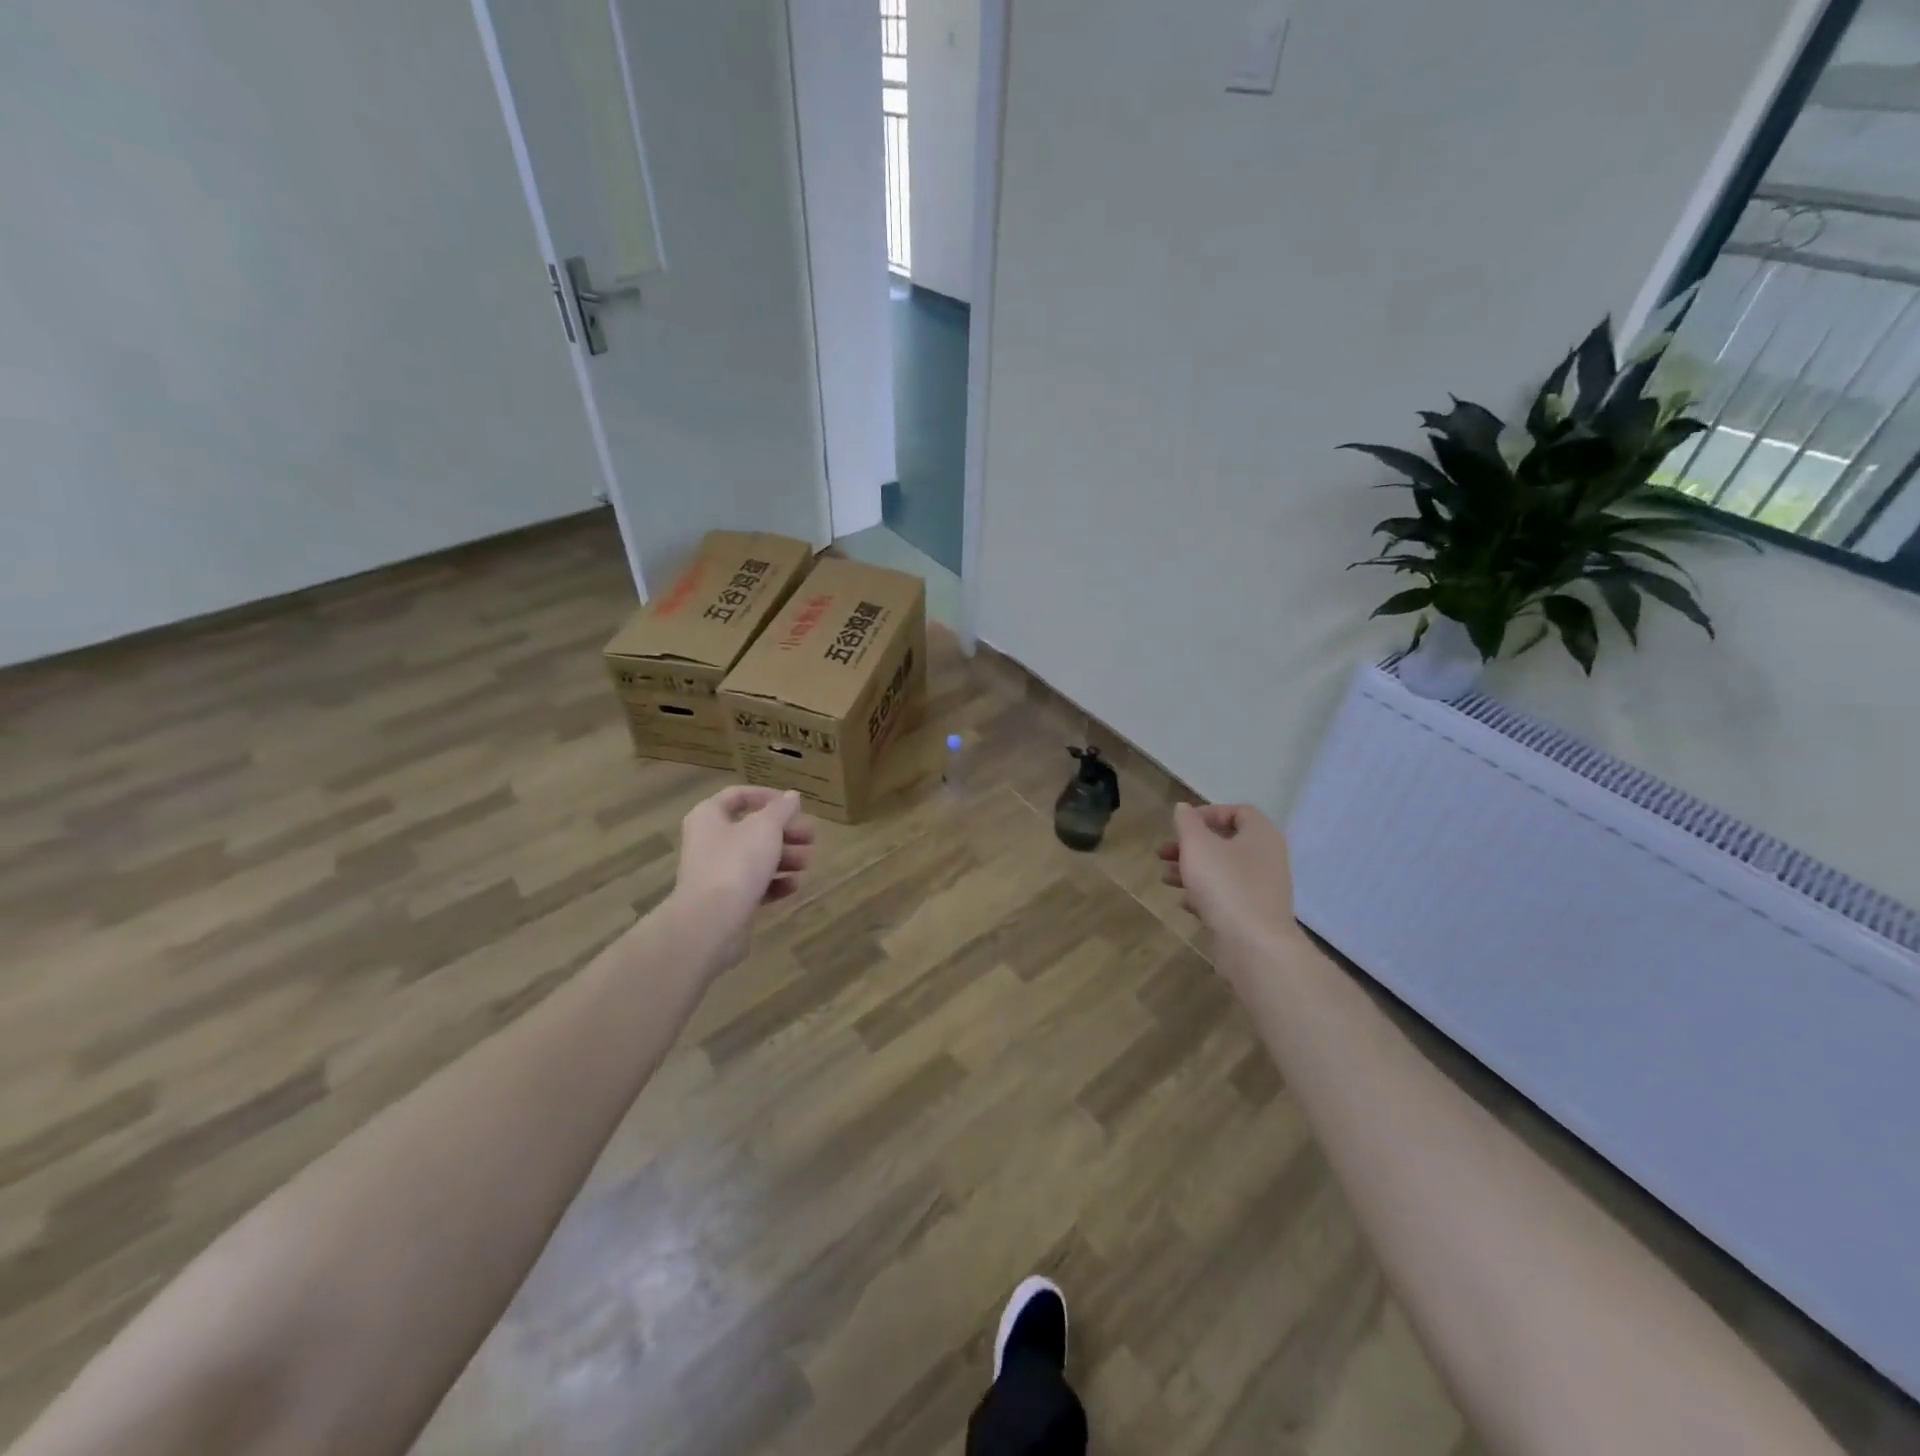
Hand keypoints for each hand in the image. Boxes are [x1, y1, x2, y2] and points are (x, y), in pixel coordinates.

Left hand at [668, 786, 814, 964]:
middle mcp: (708, 841)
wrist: (711, 922)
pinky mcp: (725, 900)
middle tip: (811, 837)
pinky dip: (773, 883)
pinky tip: (793, 886)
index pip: (738, 795)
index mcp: (709, 816)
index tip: (795, 807)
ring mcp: (715, 873)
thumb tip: (791, 796)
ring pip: (754, 858)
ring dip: (784, 857)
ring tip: (806, 863)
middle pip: (751, 829)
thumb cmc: (737, 863)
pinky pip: (753, 885)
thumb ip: (781, 809)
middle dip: (784, 832)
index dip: (768, 797)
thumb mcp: (765, 828)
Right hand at [1157, 803, 1302, 961]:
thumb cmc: (1225, 884)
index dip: (1207, 813)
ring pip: (1222, 870)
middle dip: (1190, 845)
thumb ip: (1187, 823)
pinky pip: (1226, 896)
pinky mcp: (1254, 914)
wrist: (1254, 945)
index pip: (1238, 812)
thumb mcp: (1197, 845)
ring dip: (1192, 870)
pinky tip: (1184, 903)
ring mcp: (1262, 888)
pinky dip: (1204, 895)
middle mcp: (1266, 858)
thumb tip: (1184, 808)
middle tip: (1163, 853)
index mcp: (1260, 834)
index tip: (1181, 825)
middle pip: (1225, 842)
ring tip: (1164, 878)